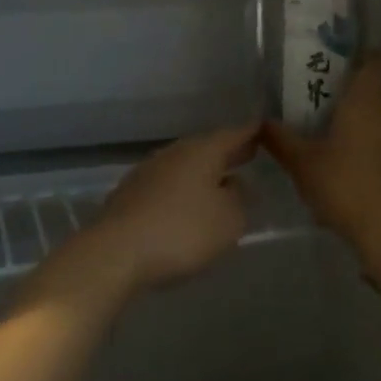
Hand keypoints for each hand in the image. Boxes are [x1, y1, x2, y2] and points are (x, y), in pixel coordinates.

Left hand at [75, 124, 257, 291]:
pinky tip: (187, 205)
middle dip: (227, 153)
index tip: (264, 129)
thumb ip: (239, 198)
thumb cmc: (182, 231)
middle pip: (206, 148)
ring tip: (220, 183)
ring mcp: (148, 171)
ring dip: (203, 172)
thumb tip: (235, 183)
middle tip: (248, 154)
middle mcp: (174, 153)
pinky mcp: (131, 194)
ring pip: (184, 165)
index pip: (233, 134)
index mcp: (202, 151)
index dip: (251, 133)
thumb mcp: (229, 220)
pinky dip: (182, 189)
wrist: (117, 251)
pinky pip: (167, 184)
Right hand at [261, 59, 380, 296]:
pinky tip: (352, 179)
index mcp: (368, 101)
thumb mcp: (302, 164)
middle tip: (319, 114)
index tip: (338, 68)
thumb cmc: (346, 186)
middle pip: (374, 96)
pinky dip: (374, 157)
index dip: (360, 59)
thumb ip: (280, 140)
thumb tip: (260, 122)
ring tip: (332, 150)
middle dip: (349, 103)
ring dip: (361, 132)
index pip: (376, 62)